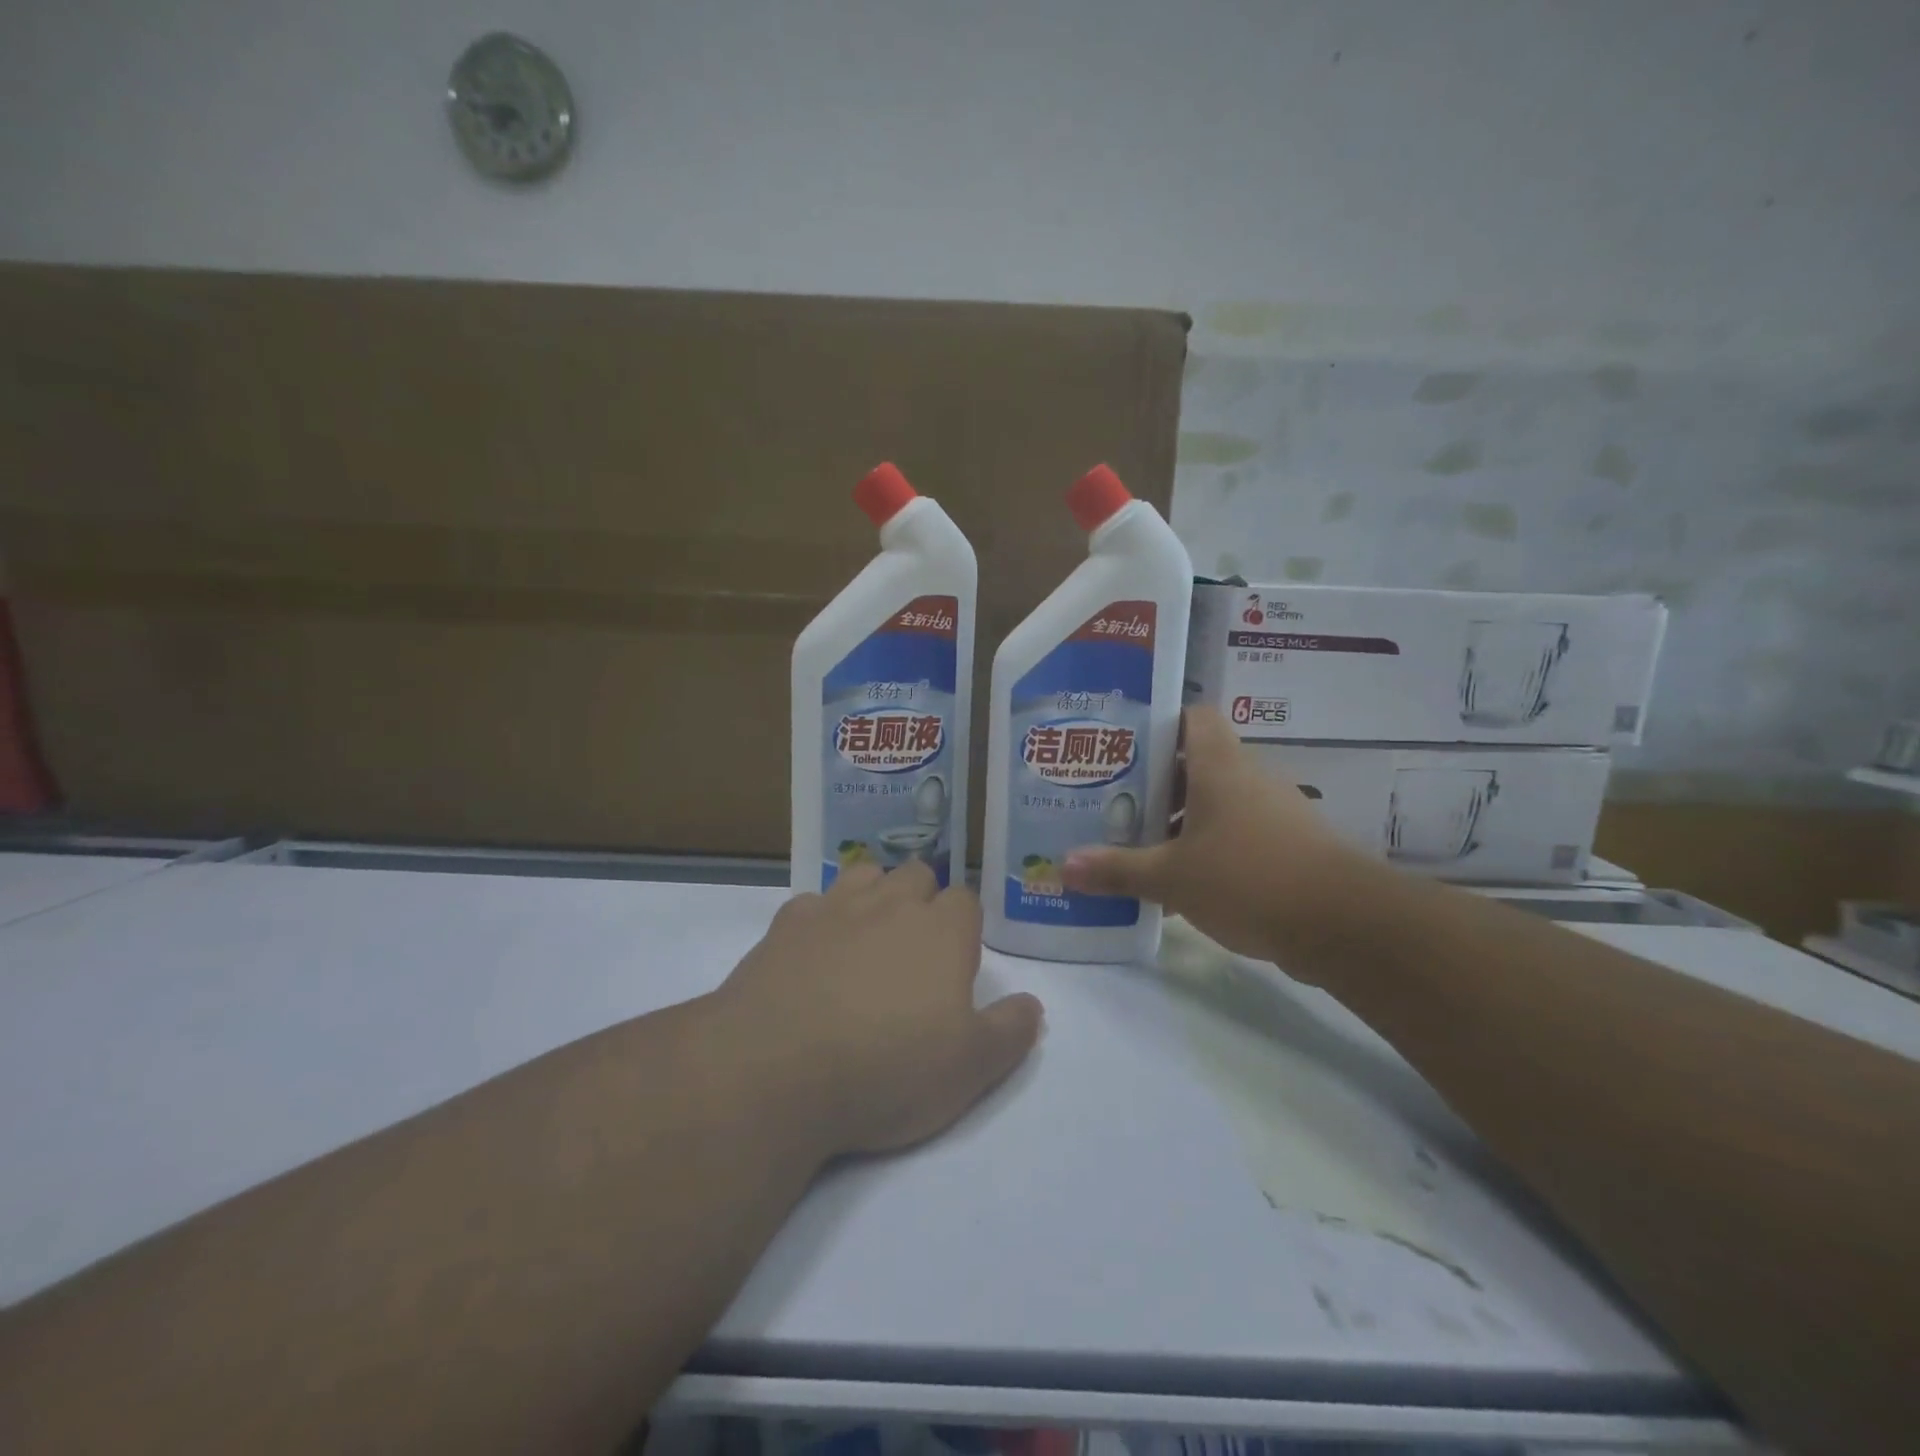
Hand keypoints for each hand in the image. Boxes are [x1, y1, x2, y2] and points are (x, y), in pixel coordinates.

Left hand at [714, 863, 1043, 1159]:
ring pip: (865, 874)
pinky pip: (812, 903)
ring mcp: (834, 908)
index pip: (966, 900)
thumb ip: (1010, 1032)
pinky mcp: (785, 925)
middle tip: (915, 951)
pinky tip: (814, 954)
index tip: (958, 962)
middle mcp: (890, 904)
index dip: (965, 926)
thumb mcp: (969, 1069)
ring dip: (874, 895)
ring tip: (868, 939)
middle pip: (917, 875)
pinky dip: (820, 919)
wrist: (775, 1070)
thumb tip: (1033, 1005)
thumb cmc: (886, 1069)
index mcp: (942, 930)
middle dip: (922, 899)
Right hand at [1060, 706, 1364, 962]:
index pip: (1192, 717)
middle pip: (1195, 764)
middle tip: (1113, 804)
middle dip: (1155, 785)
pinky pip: (1236, 836)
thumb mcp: (1172, 877)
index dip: (1158, 725)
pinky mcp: (1288, 848)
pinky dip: (1207, 851)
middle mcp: (1248, 778)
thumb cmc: (1248, 878)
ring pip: (1215, 804)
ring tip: (1138, 846)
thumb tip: (1063, 866)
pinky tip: (1180, 885)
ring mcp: (1273, 813)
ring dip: (1180, 823)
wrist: (1344, 925)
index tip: (1121, 748)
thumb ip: (1118, 869)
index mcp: (1219, 765)